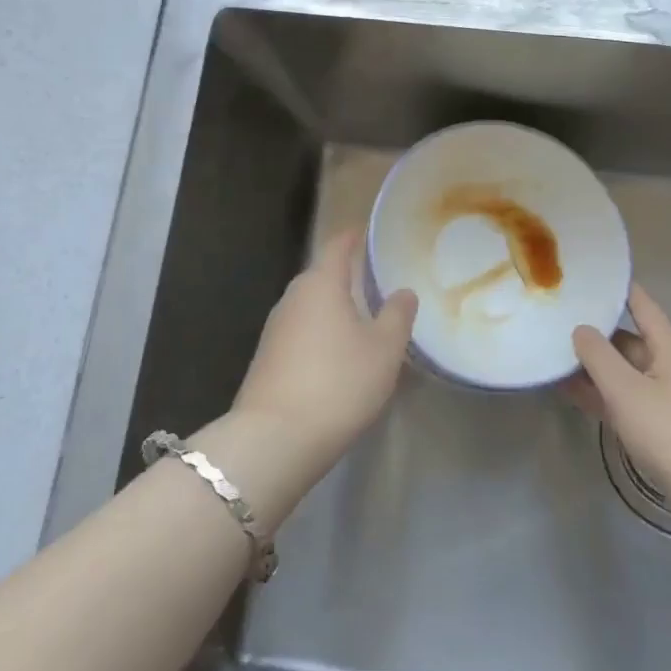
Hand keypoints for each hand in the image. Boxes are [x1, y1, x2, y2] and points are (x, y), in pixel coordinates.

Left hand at [231, 228, 417, 473]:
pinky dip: (321, 335)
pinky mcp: (266, 360)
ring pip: (310, 307)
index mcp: (321, 284)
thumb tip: (403, 292)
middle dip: (346, 276)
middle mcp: (293, 298)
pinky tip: (337, 355)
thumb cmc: (338, 383)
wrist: (275, 439)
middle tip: (376, 282)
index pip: (337, 247)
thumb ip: (397, 315)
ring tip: (362, 319)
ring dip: (333, 309)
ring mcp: (275, 330)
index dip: (353, 237)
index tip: (367, 232)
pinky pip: (301, 334)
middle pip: (321, 276)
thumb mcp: (384, 350)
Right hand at [570, 284, 670, 507]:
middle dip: (595, 330)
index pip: (641, 304)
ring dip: (593, 364)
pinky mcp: (657, 422)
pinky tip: (569, 389)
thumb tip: (580, 329)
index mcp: (668, 347)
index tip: (589, 276)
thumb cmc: (668, 431)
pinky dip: (599, 391)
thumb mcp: (625, 389)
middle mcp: (668, 365)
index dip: (617, 289)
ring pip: (622, 369)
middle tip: (557, 318)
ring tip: (554, 353)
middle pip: (628, 338)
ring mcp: (663, 395)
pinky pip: (622, 396)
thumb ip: (598, 355)